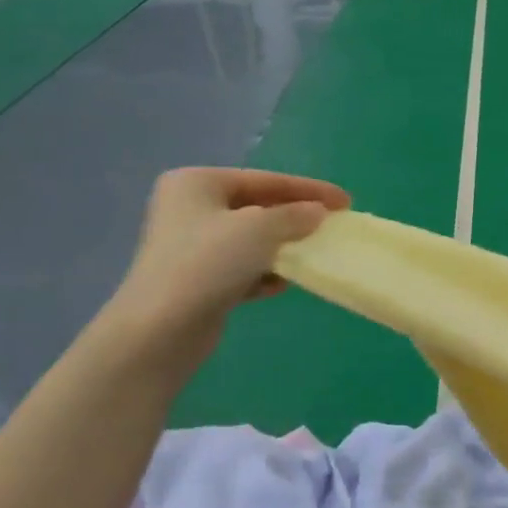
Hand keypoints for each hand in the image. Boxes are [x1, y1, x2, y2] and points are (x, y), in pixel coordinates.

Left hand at [107, 167, 349, 358]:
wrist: (161, 328)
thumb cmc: (209, 263)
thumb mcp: (261, 229)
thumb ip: (295, 215)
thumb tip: (318, 213)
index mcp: (197, 183)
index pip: (266, 179)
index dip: (310, 189)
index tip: (346, 201)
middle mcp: (190, 208)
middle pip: (258, 207)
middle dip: (295, 218)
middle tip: (332, 226)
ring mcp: (191, 246)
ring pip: (251, 239)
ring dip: (283, 247)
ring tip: (313, 255)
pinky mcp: (196, 280)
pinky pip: (242, 267)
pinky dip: (264, 272)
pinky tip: (282, 285)